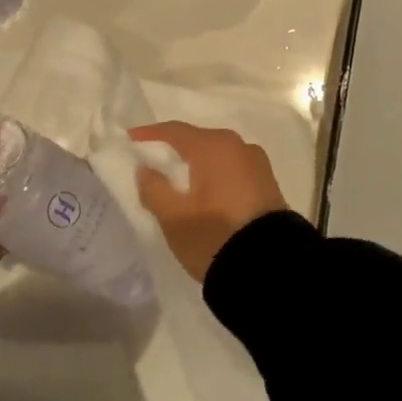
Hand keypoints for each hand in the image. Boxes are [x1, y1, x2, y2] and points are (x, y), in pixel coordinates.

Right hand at [129, 122, 289, 283]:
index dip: (150, 135)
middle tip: (153, 163)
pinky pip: (232, 170)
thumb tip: (146, 169)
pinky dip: (215, 176)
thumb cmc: (214, 235)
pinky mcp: (268, 185)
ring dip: (197, 165)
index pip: (175, 131)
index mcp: (214, 146)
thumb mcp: (173, 217)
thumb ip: (153, 188)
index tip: (130, 140)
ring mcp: (258, 165)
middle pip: (198, 140)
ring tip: (178, 181)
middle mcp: (239, 146)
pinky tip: (205, 192)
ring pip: (217, 156)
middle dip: (174, 150)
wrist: (271, 269)